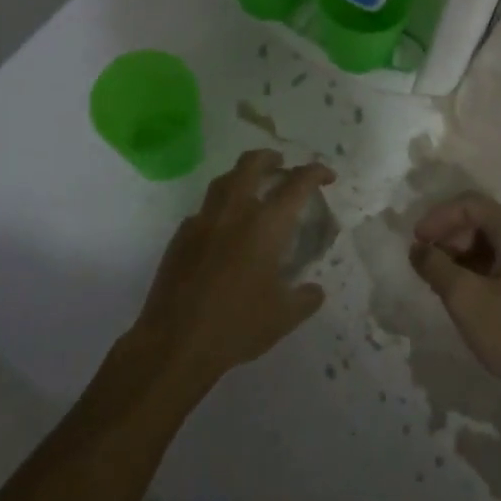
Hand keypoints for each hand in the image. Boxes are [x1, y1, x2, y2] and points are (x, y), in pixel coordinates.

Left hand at [132, 150, 333, 395]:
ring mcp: (202, 221)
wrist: (174, 343)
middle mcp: (234, 212)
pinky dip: (219, 209)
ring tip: (252, 188)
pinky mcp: (180, 237)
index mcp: (265, 225)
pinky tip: (223, 229)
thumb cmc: (237, 326)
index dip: (315, 173)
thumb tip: (314, 290)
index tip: (326, 176)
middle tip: (281, 164)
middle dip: (270, 158)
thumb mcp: (283, 317)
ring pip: (223, 181)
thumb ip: (305, 298)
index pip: (296, 184)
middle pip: (251, 164)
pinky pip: (203, 210)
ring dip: (241, 176)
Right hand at [409, 193, 500, 397]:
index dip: (438, 217)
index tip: (415, 242)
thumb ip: (435, 266)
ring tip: (440, 282)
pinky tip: (465, 294)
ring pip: (493, 243)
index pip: (470, 204)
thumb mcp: (464, 299)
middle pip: (482, 220)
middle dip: (449, 237)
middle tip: (427, 265)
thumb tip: (418, 248)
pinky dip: (479, 269)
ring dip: (462, 255)